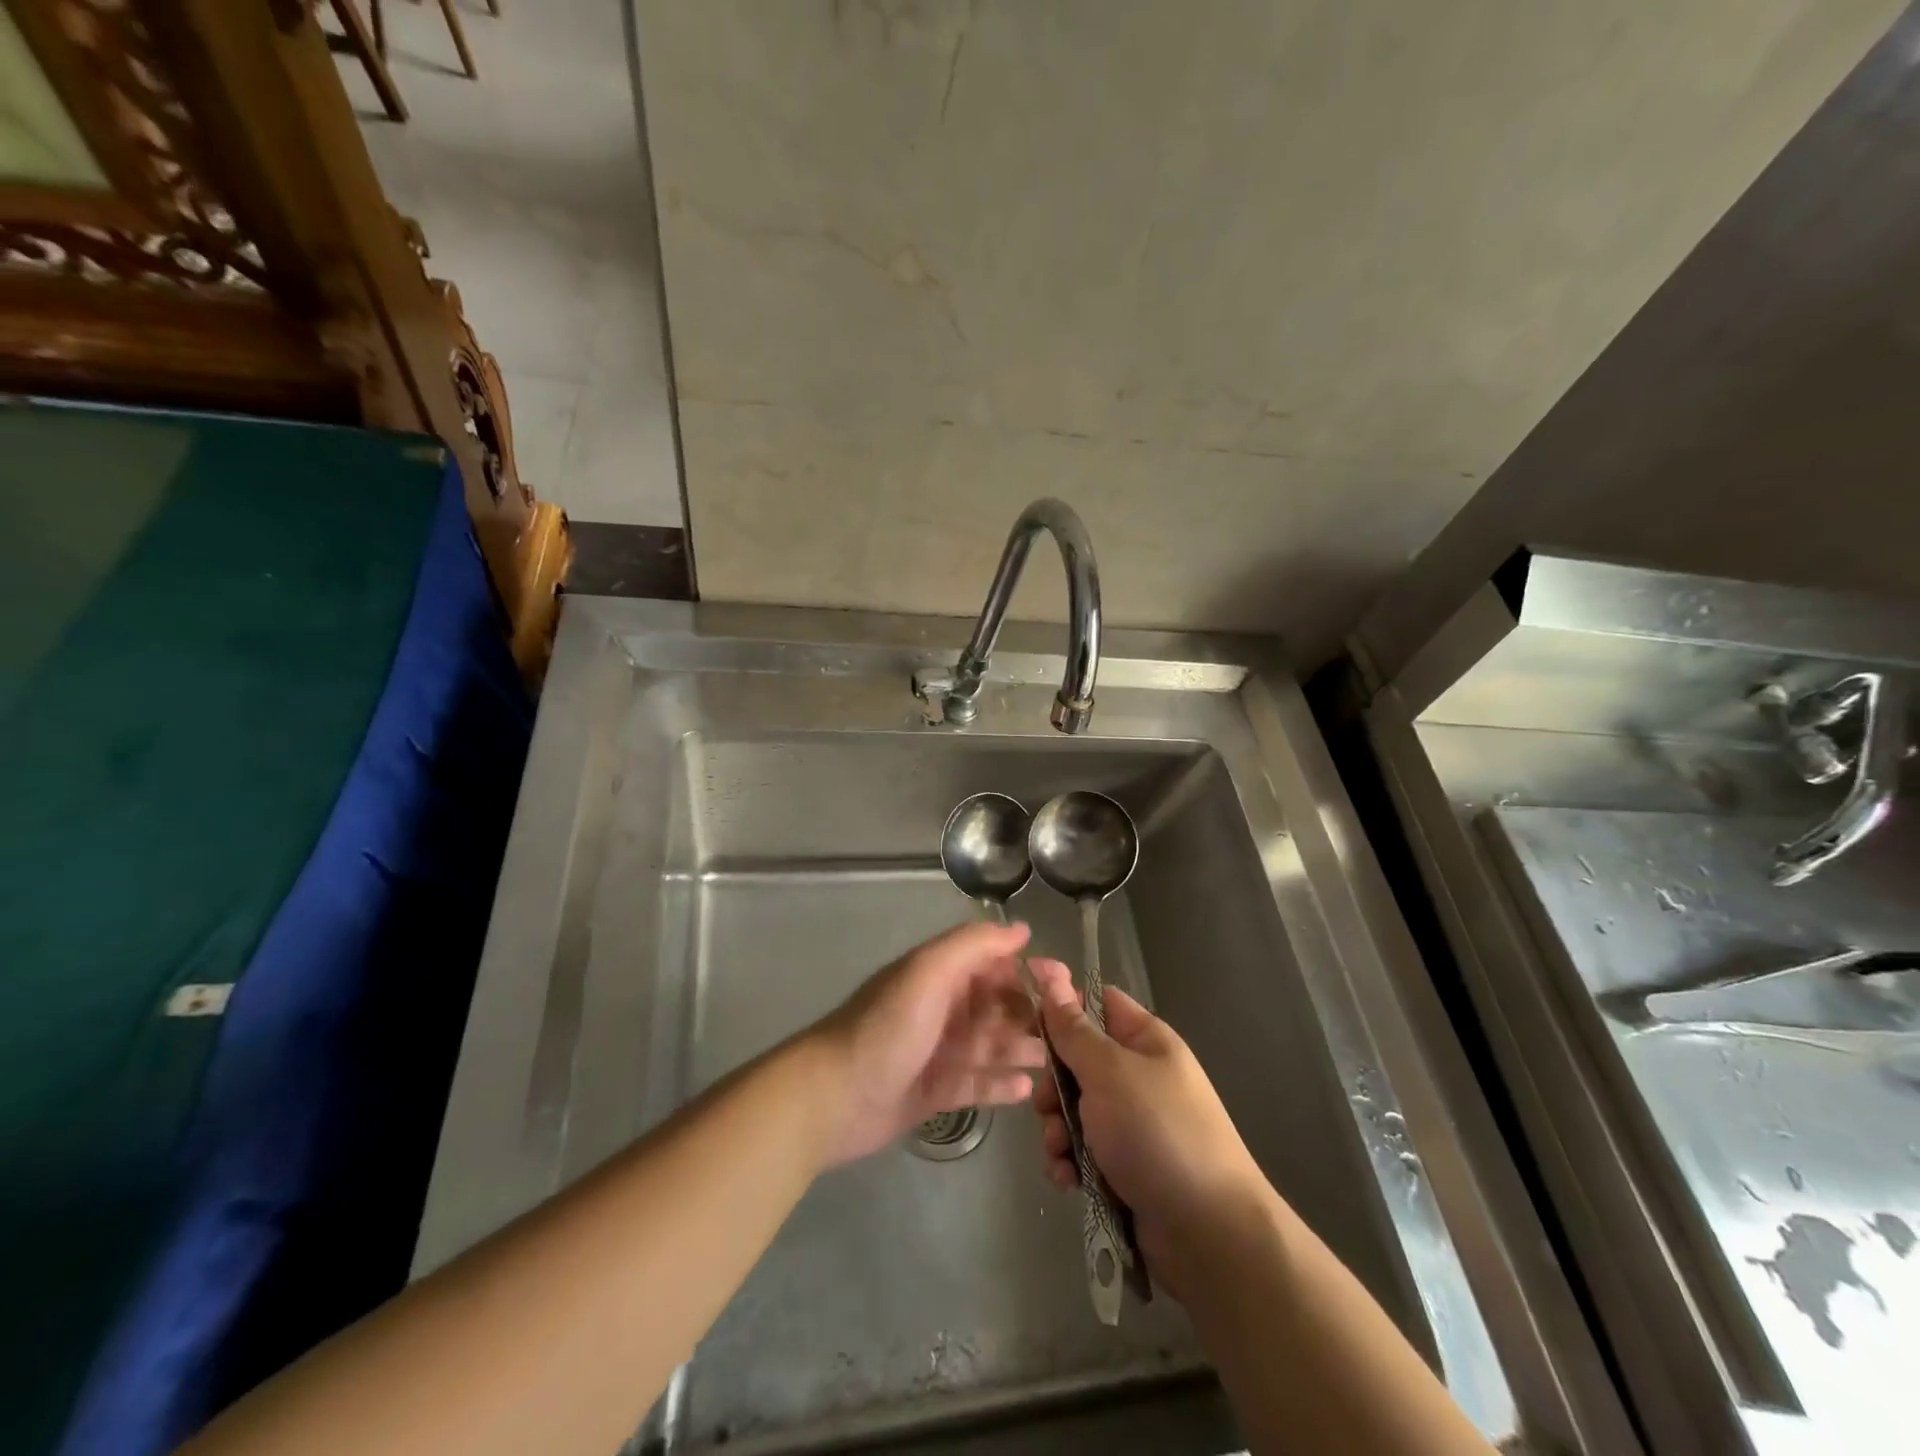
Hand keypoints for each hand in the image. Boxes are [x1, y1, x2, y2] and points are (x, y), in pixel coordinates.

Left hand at [811, 920, 1046, 1166]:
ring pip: (990, 1046)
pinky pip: (976, 1084)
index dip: (1025, 970)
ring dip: (1020, 1049)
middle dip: (1029, 1014)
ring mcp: (938, 1052)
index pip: (990, 964)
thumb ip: (973, 945)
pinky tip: (1026, 1089)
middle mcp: (941, 1009)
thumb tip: (1021, 930)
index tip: (1062, 983)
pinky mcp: (934, 1092)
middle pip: (995, 1006)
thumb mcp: (928, 972)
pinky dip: (999, 1084)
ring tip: (1054, 1059)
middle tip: (1069, 1031)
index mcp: (939, 975)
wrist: (833, 1096)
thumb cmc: (886, 1028)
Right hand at [1029, 958, 1271, 1299]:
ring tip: (1060, 1153)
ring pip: (1075, 1109)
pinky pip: (1083, 1150)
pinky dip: (1070, 1162)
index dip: (1062, 1007)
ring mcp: (1132, 1123)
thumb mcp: (1109, 1072)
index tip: (1026, 1020)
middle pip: (1077, 1060)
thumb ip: (1073, 1030)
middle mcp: (1138, 1075)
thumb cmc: (1158, 1133)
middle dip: (1054, 1086)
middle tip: (1048, 1107)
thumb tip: (1051, 976)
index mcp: (1145, 1040)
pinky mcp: (1125, 1166)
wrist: (1210, 1234)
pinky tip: (1069, 1180)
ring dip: (1057, 1130)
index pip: (1097, 1003)